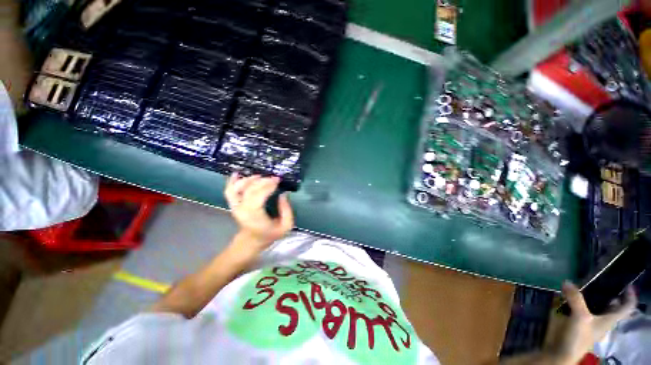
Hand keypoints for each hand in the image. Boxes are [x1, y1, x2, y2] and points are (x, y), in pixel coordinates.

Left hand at [224, 173, 293, 251]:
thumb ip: (287, 210)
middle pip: (249, 190)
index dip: (268, 185)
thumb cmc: (270, 234)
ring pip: (237, 188)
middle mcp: (242, 210)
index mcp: (254, 216)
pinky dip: (232, 181)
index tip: (278, 180)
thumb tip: (283, 194)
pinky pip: (229, 191)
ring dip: (249, 179)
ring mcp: (235, 206)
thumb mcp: (285, 226)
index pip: (258, 196)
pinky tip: (237, 173)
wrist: (252, 241)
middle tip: (274, 178)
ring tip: (260, 176)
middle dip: (263, 181)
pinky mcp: (233, 204)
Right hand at [546, 282, 637, 364]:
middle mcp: (603, 319)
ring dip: (593, 296)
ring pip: (597, 306)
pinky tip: (571, 296)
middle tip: (603, 280)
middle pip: (612, 306)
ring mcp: (590, 322)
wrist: (561, 352)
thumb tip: (567, 281)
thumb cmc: (578, 337)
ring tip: (586, 284)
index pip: (627, 307)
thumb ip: (575, 298)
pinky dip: (580, 301)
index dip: (630, 295)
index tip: (627, 284)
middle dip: (610, 293)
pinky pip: (582, 308)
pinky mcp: (578, 322)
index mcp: (610, 319)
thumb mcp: (580, 316)